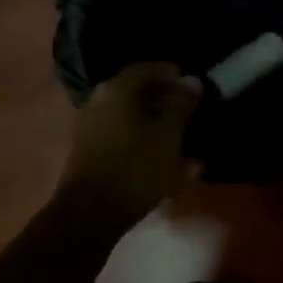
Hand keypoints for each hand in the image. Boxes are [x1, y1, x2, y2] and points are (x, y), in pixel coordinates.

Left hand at [56, 62, 202, 227]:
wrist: (91, 213)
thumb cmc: (136, 168)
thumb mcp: (168, 135)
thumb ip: (181, 105)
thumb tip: (192, 80)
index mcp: (117, 90)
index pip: (146, 68)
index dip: (171, 73)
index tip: (192, 84)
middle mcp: (98, 102)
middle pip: (136, 93)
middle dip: (165, 100)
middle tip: (189, 111)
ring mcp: (91, 128)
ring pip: (131, 118)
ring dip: (156, 124)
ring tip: (181, 139)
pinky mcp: (90, 153)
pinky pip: (123, 138)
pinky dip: (144, 142)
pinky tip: (164, 161)